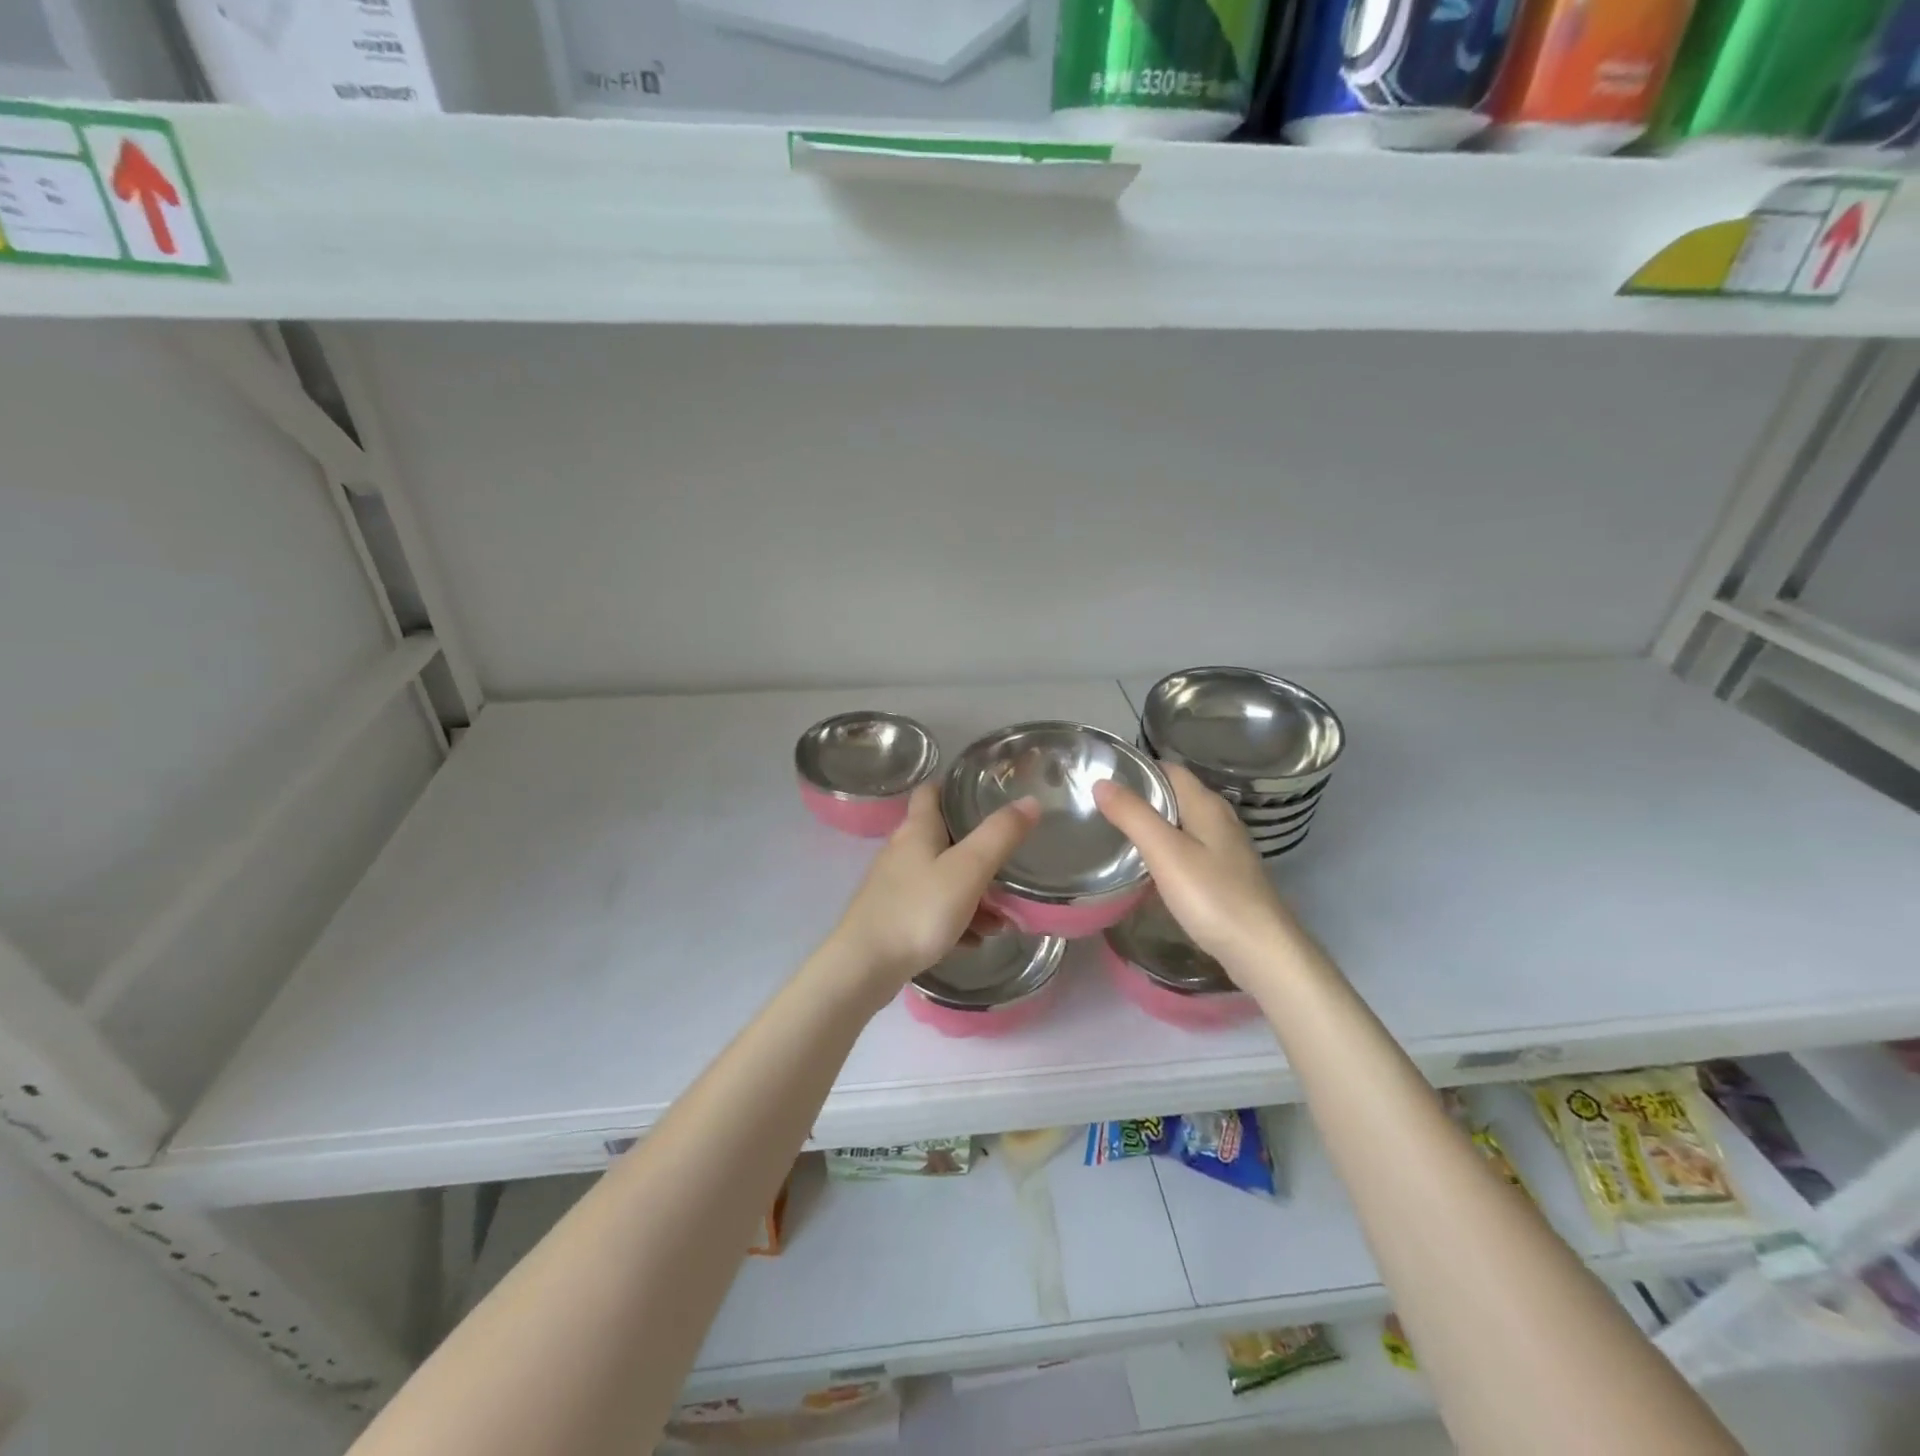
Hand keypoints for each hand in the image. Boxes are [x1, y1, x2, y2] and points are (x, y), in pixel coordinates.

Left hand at [826, 782, 1038, 998]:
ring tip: (1001, 918)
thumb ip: (999, 835)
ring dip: (972, 892)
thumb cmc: (918, 910)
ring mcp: (894, 885)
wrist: (864, 966)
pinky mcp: (892, 915)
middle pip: (942, 837)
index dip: (956, 787)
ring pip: (941, 877)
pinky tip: (974, 939)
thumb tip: (1030, 801)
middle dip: (977, 850)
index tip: (988, 794)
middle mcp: (902, 850)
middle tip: (1009, 863)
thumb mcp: (968, 870)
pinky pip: (932, 908)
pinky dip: (955, 918)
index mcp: (917, 829)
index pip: (932, 791)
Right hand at [1093, 763, 1299, 981]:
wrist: (1261, 950)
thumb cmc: (1212, 896)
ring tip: (1115, 833)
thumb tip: (1101, 782)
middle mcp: (1219, 818)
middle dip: (1141, 796)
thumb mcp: (1165, 852)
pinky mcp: (1225, 874)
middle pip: (1175, 794)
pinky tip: (1148, 866)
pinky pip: (1189, 848)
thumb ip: (1133, 815)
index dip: (1137, 770)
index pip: (1168, 769)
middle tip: (1100, 807)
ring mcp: (1226, 848)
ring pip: (1182, 822)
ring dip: (1153, 824)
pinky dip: (1166, 848)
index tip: (1102, 778)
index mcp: (1207, 804)